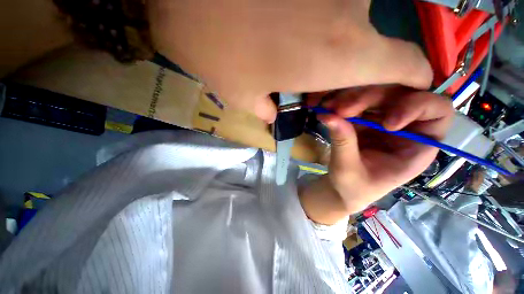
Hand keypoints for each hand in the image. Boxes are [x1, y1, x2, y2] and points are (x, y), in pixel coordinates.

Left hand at [148, 0, 432, 122]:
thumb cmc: (217, 51)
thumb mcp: (244, 96)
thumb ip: (267, 108)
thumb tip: (272, 112)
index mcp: (342, 55)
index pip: (407, 65)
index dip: (414, 79)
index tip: (408, 88)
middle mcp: (352, 18)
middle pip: (376, 51)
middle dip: (354, 75)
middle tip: (321, 89)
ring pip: (351, 31)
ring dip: (334, 54)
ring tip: (299, 66)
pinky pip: (330, 12)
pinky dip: (321, 31)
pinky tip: (291, 35)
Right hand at [299, 86, 453, 223]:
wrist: (341, 187)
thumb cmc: (353, 187)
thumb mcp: (348, 169)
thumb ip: (343, 143)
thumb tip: (329, 116)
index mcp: (416, 146)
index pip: (437, 112)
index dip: (417, 108)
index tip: (386, 123)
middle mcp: (403, 128)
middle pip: (400, 95)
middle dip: (371, 98)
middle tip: (340, 110)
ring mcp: (380, 121)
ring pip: (376, 94)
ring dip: (351, 98)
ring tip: (328, 108)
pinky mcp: (362, 120)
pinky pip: (355, 103)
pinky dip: (340, 102)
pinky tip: (325, 108)